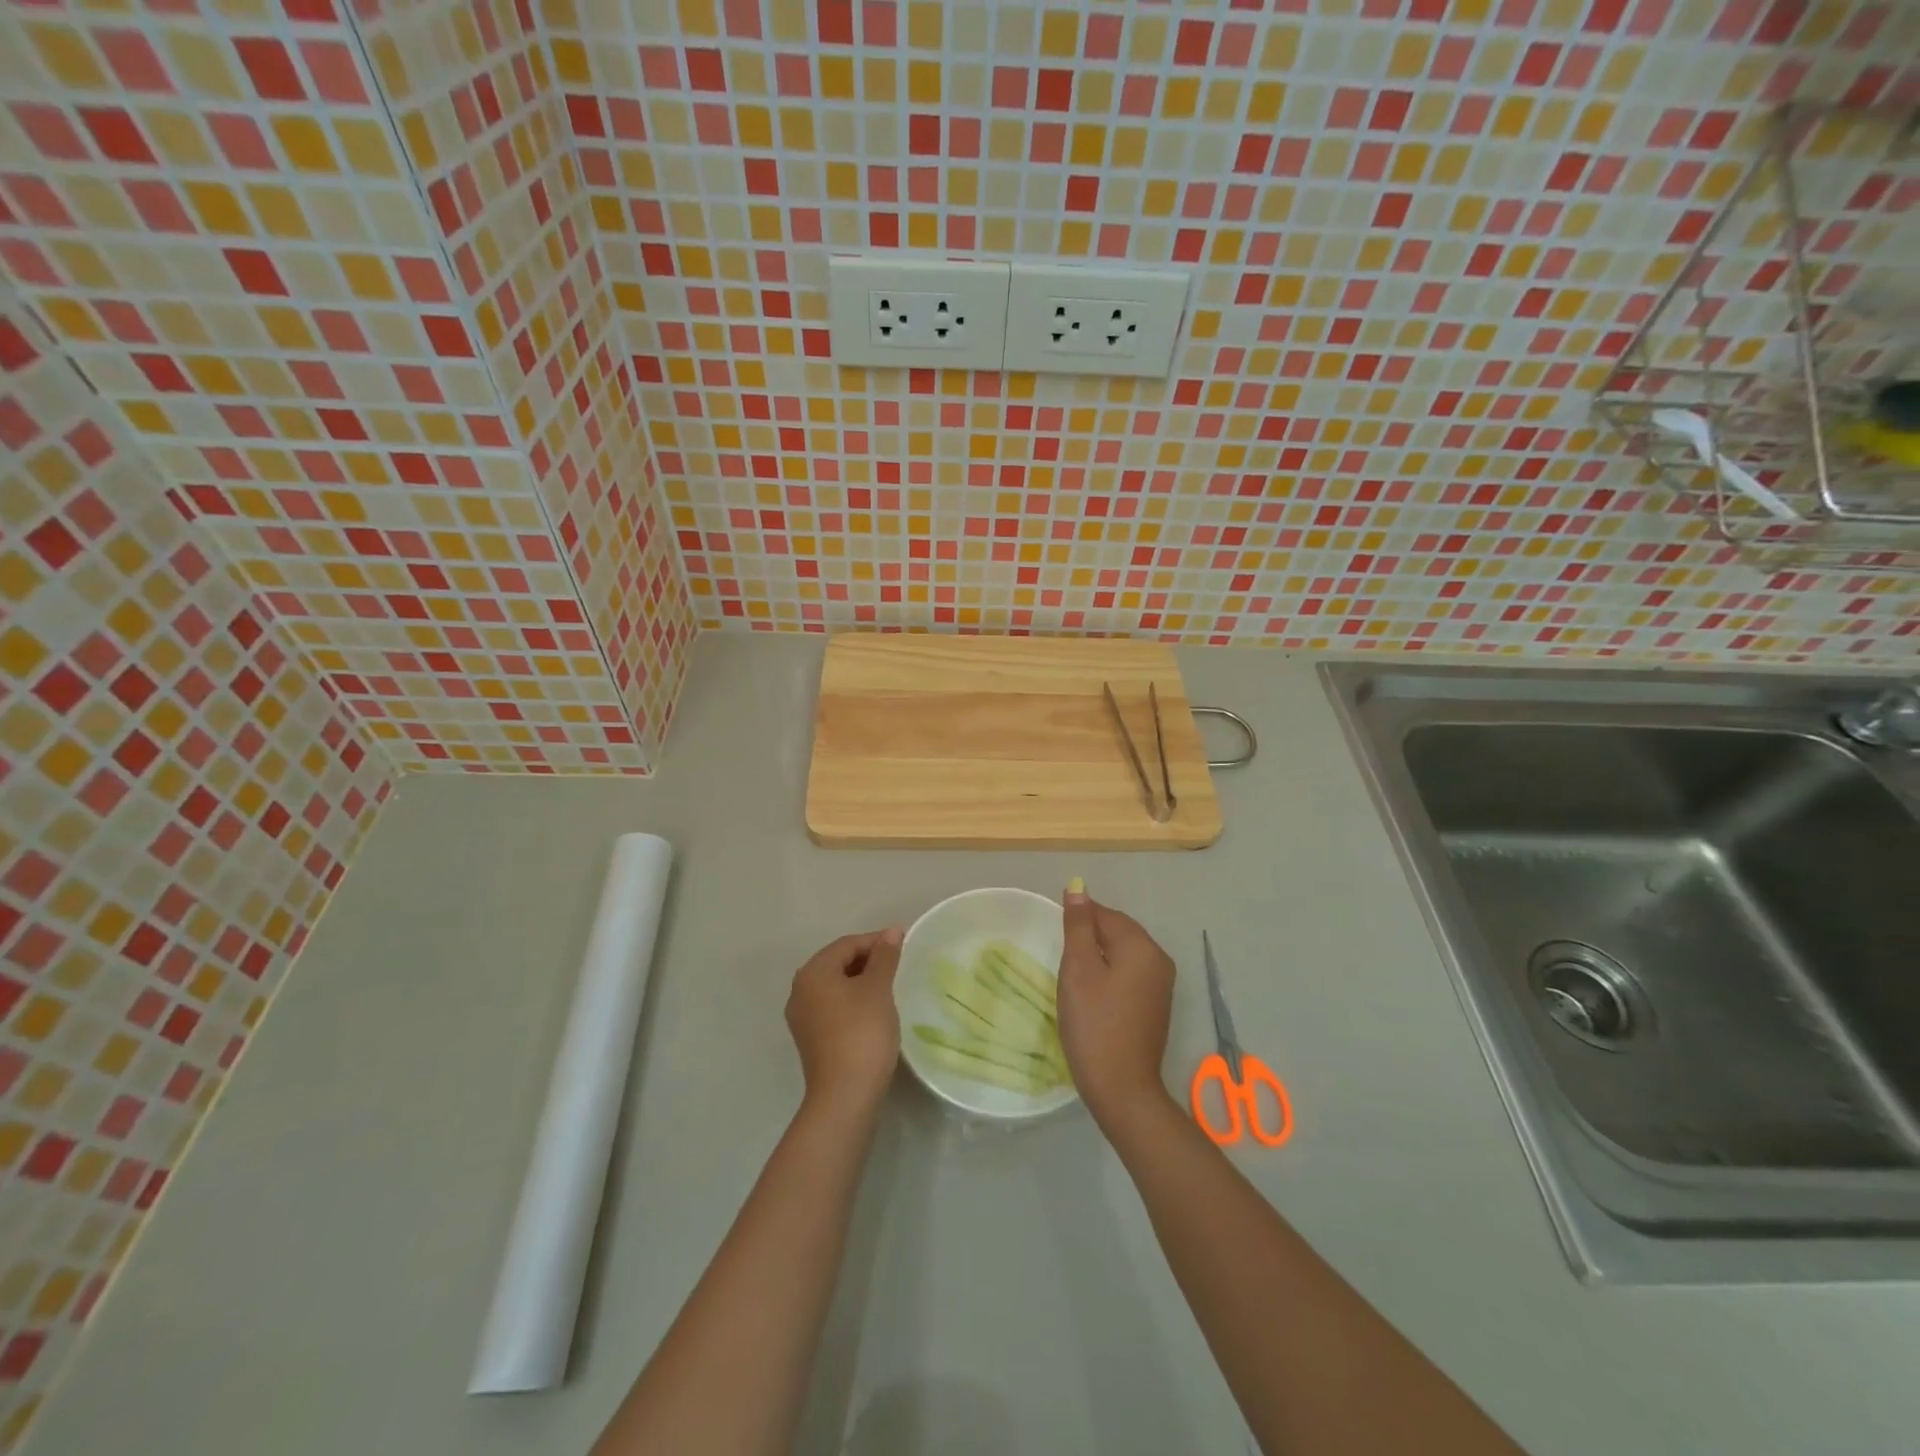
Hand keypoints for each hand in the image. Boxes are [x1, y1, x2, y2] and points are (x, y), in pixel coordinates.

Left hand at [785, 927, 902, 1119]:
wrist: (845, 1095)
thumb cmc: (862, 1032)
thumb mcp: (878, 989)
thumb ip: (884, 957)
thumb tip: (890, 932)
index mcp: (813, 972)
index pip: (847, 944)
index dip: (876, 941)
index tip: (904, 944)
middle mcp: (800, 990)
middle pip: (837, 963)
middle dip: (868, 960)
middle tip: (898, 964)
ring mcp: (802, 1017)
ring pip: (835, 986)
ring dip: (861, 981)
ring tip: (889, 986)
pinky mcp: (810, 1039)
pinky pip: (833, 1007)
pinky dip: (853, 1001)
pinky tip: (874, 1011)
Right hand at [1057, 884, 1176, 1132]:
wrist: (1122, 1088)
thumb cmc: (1094, 1024)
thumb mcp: (1079, 970)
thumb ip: (1079, 926)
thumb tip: (1078, 888)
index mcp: (1142, 946)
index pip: (1106, 915)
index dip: (1079, 920)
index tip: (1056, 938)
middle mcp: (1159, 959)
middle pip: (1118, 931)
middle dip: (1089, 938)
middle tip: (1063, 961)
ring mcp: (1161, 984)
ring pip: (1123, 953)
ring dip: (1098, 958)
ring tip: (1074, 978)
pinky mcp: (1156, 1005)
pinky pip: (1130, 974)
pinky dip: (1110, 975)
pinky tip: (1093, 995)